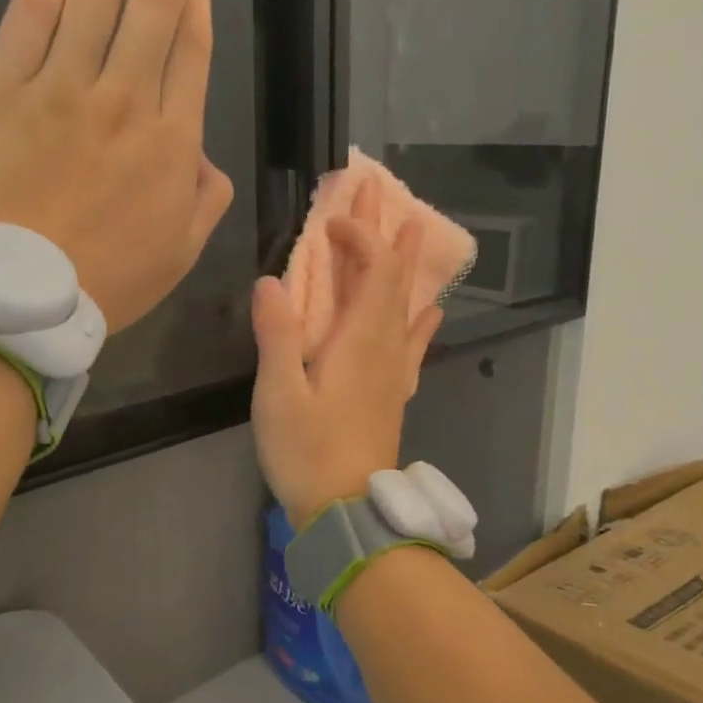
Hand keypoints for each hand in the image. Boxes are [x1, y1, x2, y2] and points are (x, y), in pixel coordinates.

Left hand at [0, 0, 234, 332]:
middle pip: (151, 4)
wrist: (12, 298)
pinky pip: (33, 4)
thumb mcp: (179, 255)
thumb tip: (205, 161)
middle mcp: (125, 99)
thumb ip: (204, 201)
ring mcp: (60, 85)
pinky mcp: (1, 83)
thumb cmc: (102, 283)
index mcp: (172, 143)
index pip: (191, 48)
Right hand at [251, 178, 442, 529]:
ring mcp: (395, 371)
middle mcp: (387, 347)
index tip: (331, 220)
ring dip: (407, 265)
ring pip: (407, 304)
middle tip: (385, 192)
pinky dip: (420, 317)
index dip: (359, 235)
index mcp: (361, 340)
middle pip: (396, 278)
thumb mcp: (279, 394)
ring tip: (415, 231)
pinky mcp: (394, 392)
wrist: (349, 510)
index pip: (374, 268)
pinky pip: (414, 341)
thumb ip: (277, 335)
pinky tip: (431, 310)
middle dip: (389, 232)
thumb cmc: (307, 452)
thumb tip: (271, 281)